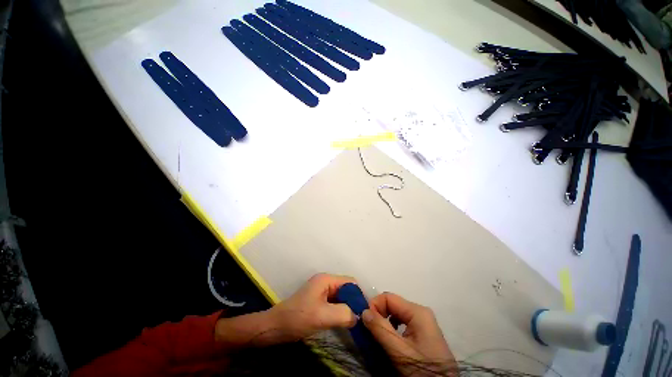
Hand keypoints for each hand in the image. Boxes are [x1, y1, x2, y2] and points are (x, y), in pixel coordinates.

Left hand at [268, 273, 357, 341]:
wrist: (274, 327)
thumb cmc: (297, 318)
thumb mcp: (322, 316)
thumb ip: (344, 314)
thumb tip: (359, 316)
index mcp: (326, 280)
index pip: (350, 282)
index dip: (359, 295)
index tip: (366, 312)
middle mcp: (324, 282)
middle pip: (346, 289)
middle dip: (354, 303)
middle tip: (362, 320)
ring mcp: (320, 292)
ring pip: (340, 298)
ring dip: (347, 309)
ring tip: (356, 323)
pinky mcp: (317, 302)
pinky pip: (334, 304)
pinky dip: (340, 312)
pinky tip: (344, 323)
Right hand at [362, 292, 455, 375]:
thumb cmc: (422, 369)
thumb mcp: (399, 351)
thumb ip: (380, 329)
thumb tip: (363, 311)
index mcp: (417, 311)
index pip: (388, 297)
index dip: (375, 306)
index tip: (365, 321)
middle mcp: (420, 312)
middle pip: (392, 304)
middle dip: (379, 314)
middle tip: (370, 330)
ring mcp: (422, 322)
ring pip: (396, 314)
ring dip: (384, 322)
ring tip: (378, 335)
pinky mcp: (422, 332)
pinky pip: (402, 323)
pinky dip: (392, 328)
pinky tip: (390, 340)